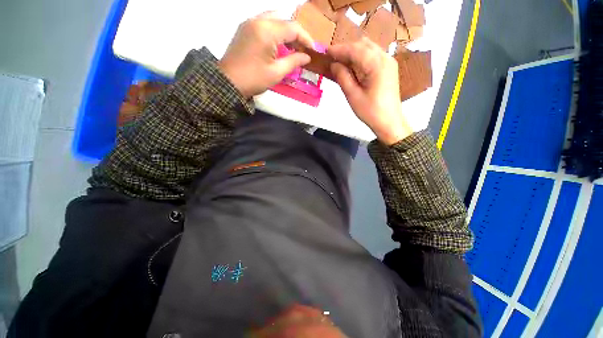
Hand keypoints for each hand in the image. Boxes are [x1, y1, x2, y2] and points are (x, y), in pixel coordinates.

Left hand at [218, 12, 314, 98]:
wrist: (228, 83)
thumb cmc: (253, 79)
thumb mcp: (276, 73)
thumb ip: (293, 61)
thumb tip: (306, 57)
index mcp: (267, 31)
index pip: (293, 28)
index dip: (306, 38)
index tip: (313, 50)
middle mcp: (258, 20)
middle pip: (284, 20)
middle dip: (296, 33)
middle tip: (302, 49)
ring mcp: (249, 22)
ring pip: (274, 19)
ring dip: (285, 31)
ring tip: (292, 47)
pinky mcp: (244, 28)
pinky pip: (264, 23)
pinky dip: (275, 31)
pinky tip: (278, 44)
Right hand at [328, 37, 412, 144]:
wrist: (389, 121)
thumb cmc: (370, 111)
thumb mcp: (353, 96)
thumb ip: (343, 77)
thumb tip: (334, 65)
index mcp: (376, 64)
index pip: (355, 49)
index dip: (339, 49)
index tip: (326, 52)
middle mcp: (385, 57)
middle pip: (362, 45)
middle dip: (346, 50)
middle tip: (332, 58)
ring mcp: (389, 62)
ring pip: (368, 48)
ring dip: (354, 53)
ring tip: (341, 62)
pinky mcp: (389, 68)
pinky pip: (373, 56)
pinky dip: (361, 58)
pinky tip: (353, 67)